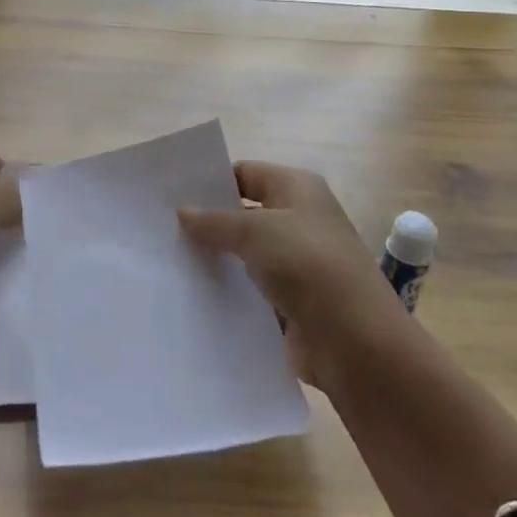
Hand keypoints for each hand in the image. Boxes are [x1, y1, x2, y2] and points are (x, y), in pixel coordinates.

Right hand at [179, 160, 399, 384]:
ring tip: (166, 261)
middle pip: (243, 214)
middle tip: (160, 229)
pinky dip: (227, 292)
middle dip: (207, 222)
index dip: (210, 182)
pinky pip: (250, 289)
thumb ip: (214, 221)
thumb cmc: (309, 267)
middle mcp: (299, 220)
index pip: (245, 173)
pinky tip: (191, 294)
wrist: (356, 343)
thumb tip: (182, 212)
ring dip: (214, 259)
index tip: (170, 195)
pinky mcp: (290, 302)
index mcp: (298, 189)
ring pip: (244, 254)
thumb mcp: (256, 231)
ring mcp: (295, 264)